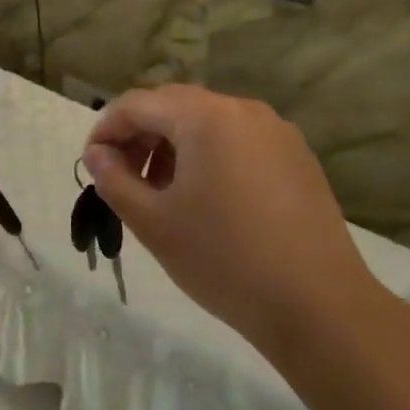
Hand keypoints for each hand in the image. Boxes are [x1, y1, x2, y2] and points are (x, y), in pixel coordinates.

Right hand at [82, 84, 376, 360]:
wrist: (318, 306)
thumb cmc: (224, 259)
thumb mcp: (154, 222)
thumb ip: (114, 180)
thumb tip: (96, 154)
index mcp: (205, 116)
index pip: (138, 103)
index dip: (106, 129)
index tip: (90, 164)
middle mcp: (243, 110)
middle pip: (174, 106)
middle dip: (140, 135)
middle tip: (122, 178)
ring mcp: (276, 131)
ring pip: (208, 122)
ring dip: (173, 145)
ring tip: (161, 192)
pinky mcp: (297, 156)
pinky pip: (238, 140)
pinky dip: (209, 155)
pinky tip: (206, 198)